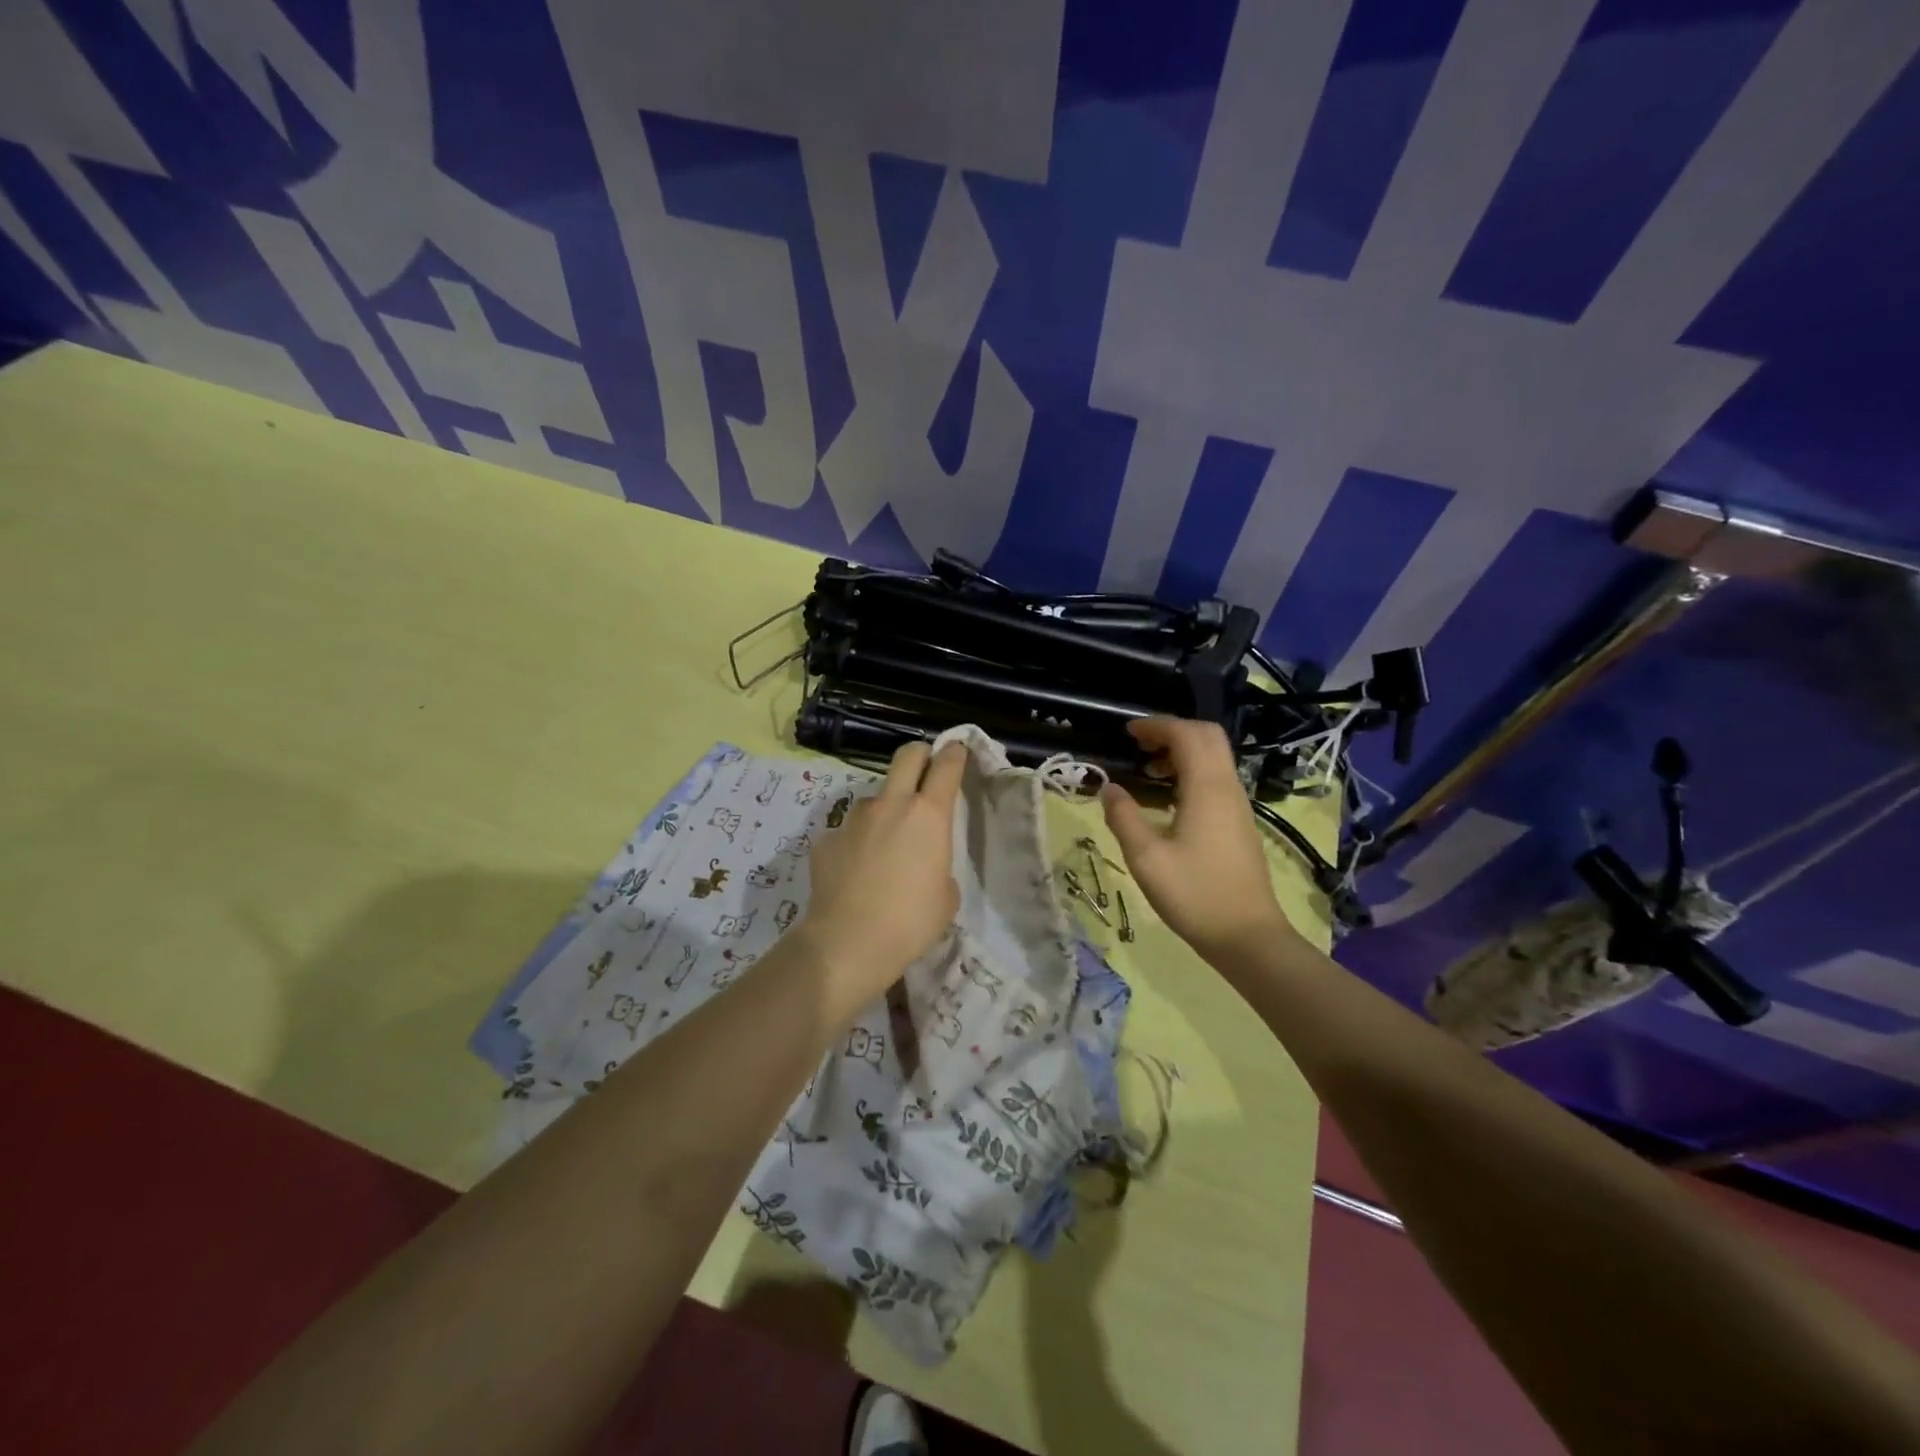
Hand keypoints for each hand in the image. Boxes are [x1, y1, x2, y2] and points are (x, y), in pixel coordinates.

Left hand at [799, 740, 966, 1007]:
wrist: (848, 943)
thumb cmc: (911, 921)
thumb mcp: (946, 896)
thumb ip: (939, 865)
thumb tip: (923, 863)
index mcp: (929, 814)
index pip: (947, 765)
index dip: (955, 753)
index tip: (958, 750)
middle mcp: (891, 805)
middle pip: (907, 755)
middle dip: (921, 755)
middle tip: (925, 770)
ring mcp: (854, 819)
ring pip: (875, 797)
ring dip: (885, 809)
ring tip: (885, 845)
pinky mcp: (827, 839)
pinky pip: (848, 832)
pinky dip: (856, 844)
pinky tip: (855, 873)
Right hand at [1100, 718, 1297, 960]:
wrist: (1247, 937)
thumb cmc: (1194, 895)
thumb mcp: (1146, 858)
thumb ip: (1123, 817)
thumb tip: (1108, 788)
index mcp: (1207, 789)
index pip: (1187, 734)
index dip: (1156, 726)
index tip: (1127, 732)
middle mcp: (1227, 788)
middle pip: (1207, 737)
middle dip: (1172, 732)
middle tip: (1139, 745)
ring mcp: (1237, 806)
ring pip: (1214, 758)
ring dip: (1182, 752)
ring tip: (1147, 771)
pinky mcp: (1239, 823)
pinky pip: (1216, 779)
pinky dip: (1191, 773)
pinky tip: (1167, 800)